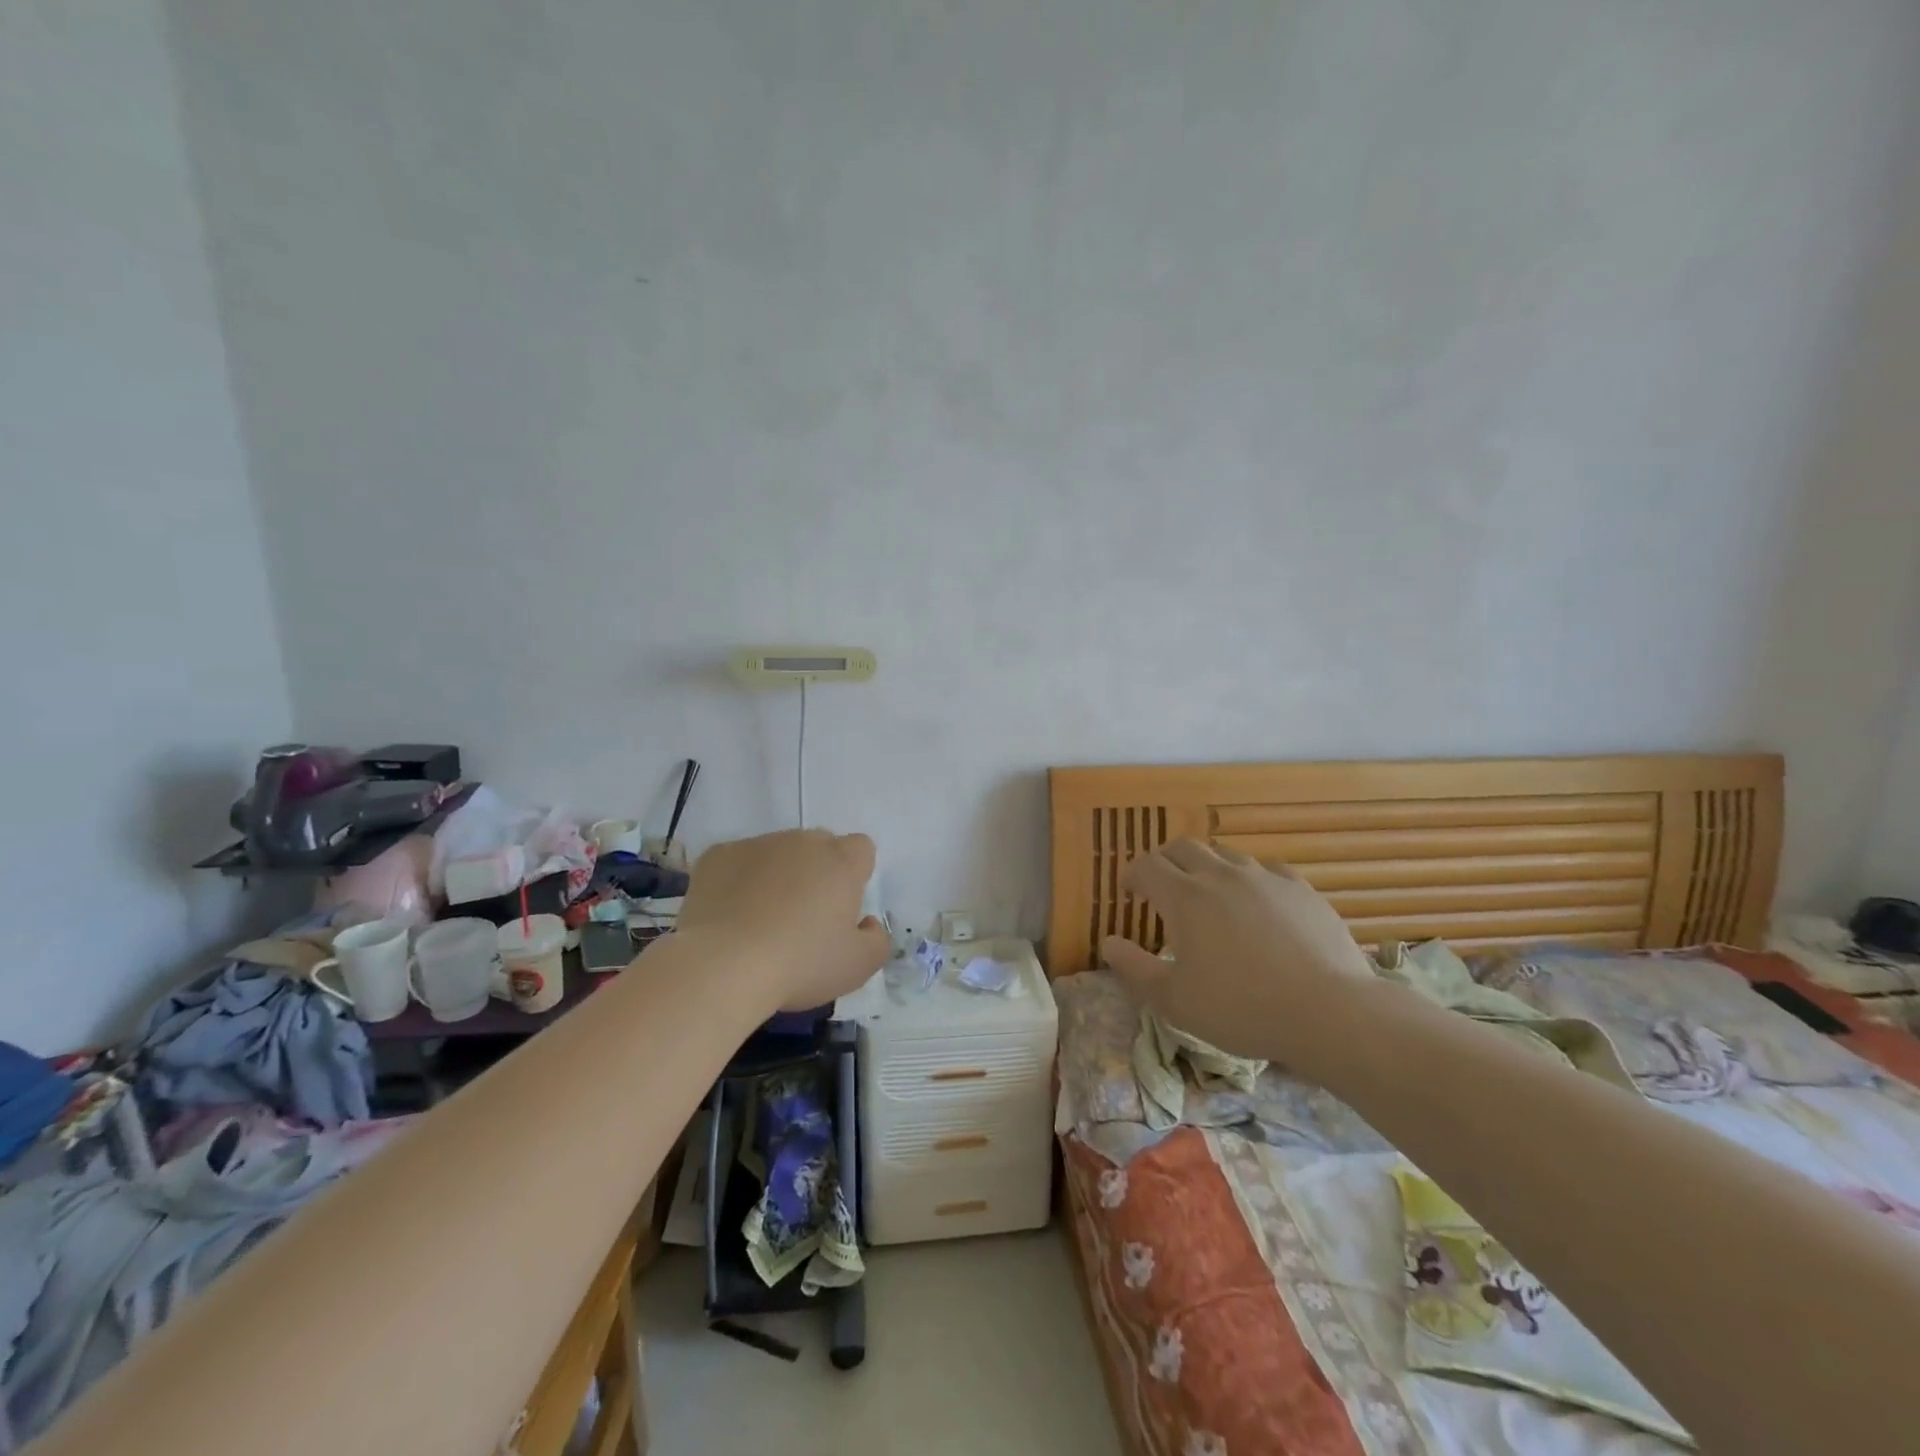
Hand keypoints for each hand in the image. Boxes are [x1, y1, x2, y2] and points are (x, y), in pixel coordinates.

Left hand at [677, 830, 891, 1011]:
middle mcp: (802, 842)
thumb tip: (866, 923)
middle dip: (816, 873)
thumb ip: (877, 939)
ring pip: (777, 853)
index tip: (842, 907)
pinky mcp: (718, 854)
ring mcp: (757, 844)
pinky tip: (729, 916)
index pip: (861, 848)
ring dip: (777, 876)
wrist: (722, 965)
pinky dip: (738, 881)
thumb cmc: (800, 964)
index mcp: (841, 862)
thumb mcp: (858, 966)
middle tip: (804, 918)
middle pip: (818, 847)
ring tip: (760, 921)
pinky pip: (737, 862)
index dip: (856, 874)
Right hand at [1101, 841, 1374, 1064]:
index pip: (1147, 866)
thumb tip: (1107, 943)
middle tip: (1161, 883)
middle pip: (1184, 848)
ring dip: (1207, 867)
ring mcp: (1265, 878)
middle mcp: (1221, 875)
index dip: (1132, 874)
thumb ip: (1134, 969)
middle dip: (1165, 860)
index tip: (1129, 890)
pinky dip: (1249, 879)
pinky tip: (1256, 902)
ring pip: (1225, 855)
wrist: (1329, 1011)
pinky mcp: (1301, 889)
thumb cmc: (1241, 1008)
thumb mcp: (1174, 1000)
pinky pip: (1266, 870)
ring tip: (1208, 892)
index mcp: (1185, 896)